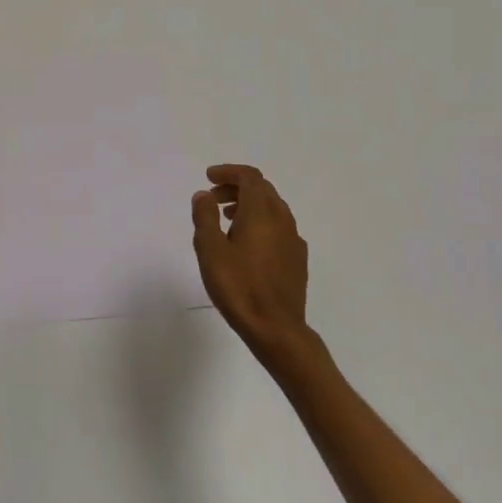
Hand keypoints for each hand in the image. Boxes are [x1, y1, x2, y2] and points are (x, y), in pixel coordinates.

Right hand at [192, 164, 310, 363]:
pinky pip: (278, 227)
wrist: (276, 329)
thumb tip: (204, 194)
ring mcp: (293, 240)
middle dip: (236, 187)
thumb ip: (205, 217)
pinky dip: (260, 222)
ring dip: (248, 205)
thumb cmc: (239, 286)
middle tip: (212, 198)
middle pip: (262, 189)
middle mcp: (282, 220)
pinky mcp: (297, 259)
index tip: (208, 177)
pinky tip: (246, 244)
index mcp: (261, 212)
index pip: (249, 177)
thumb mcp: (210, 250)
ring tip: (225, 220)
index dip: (229, 172)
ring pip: (272, 208)